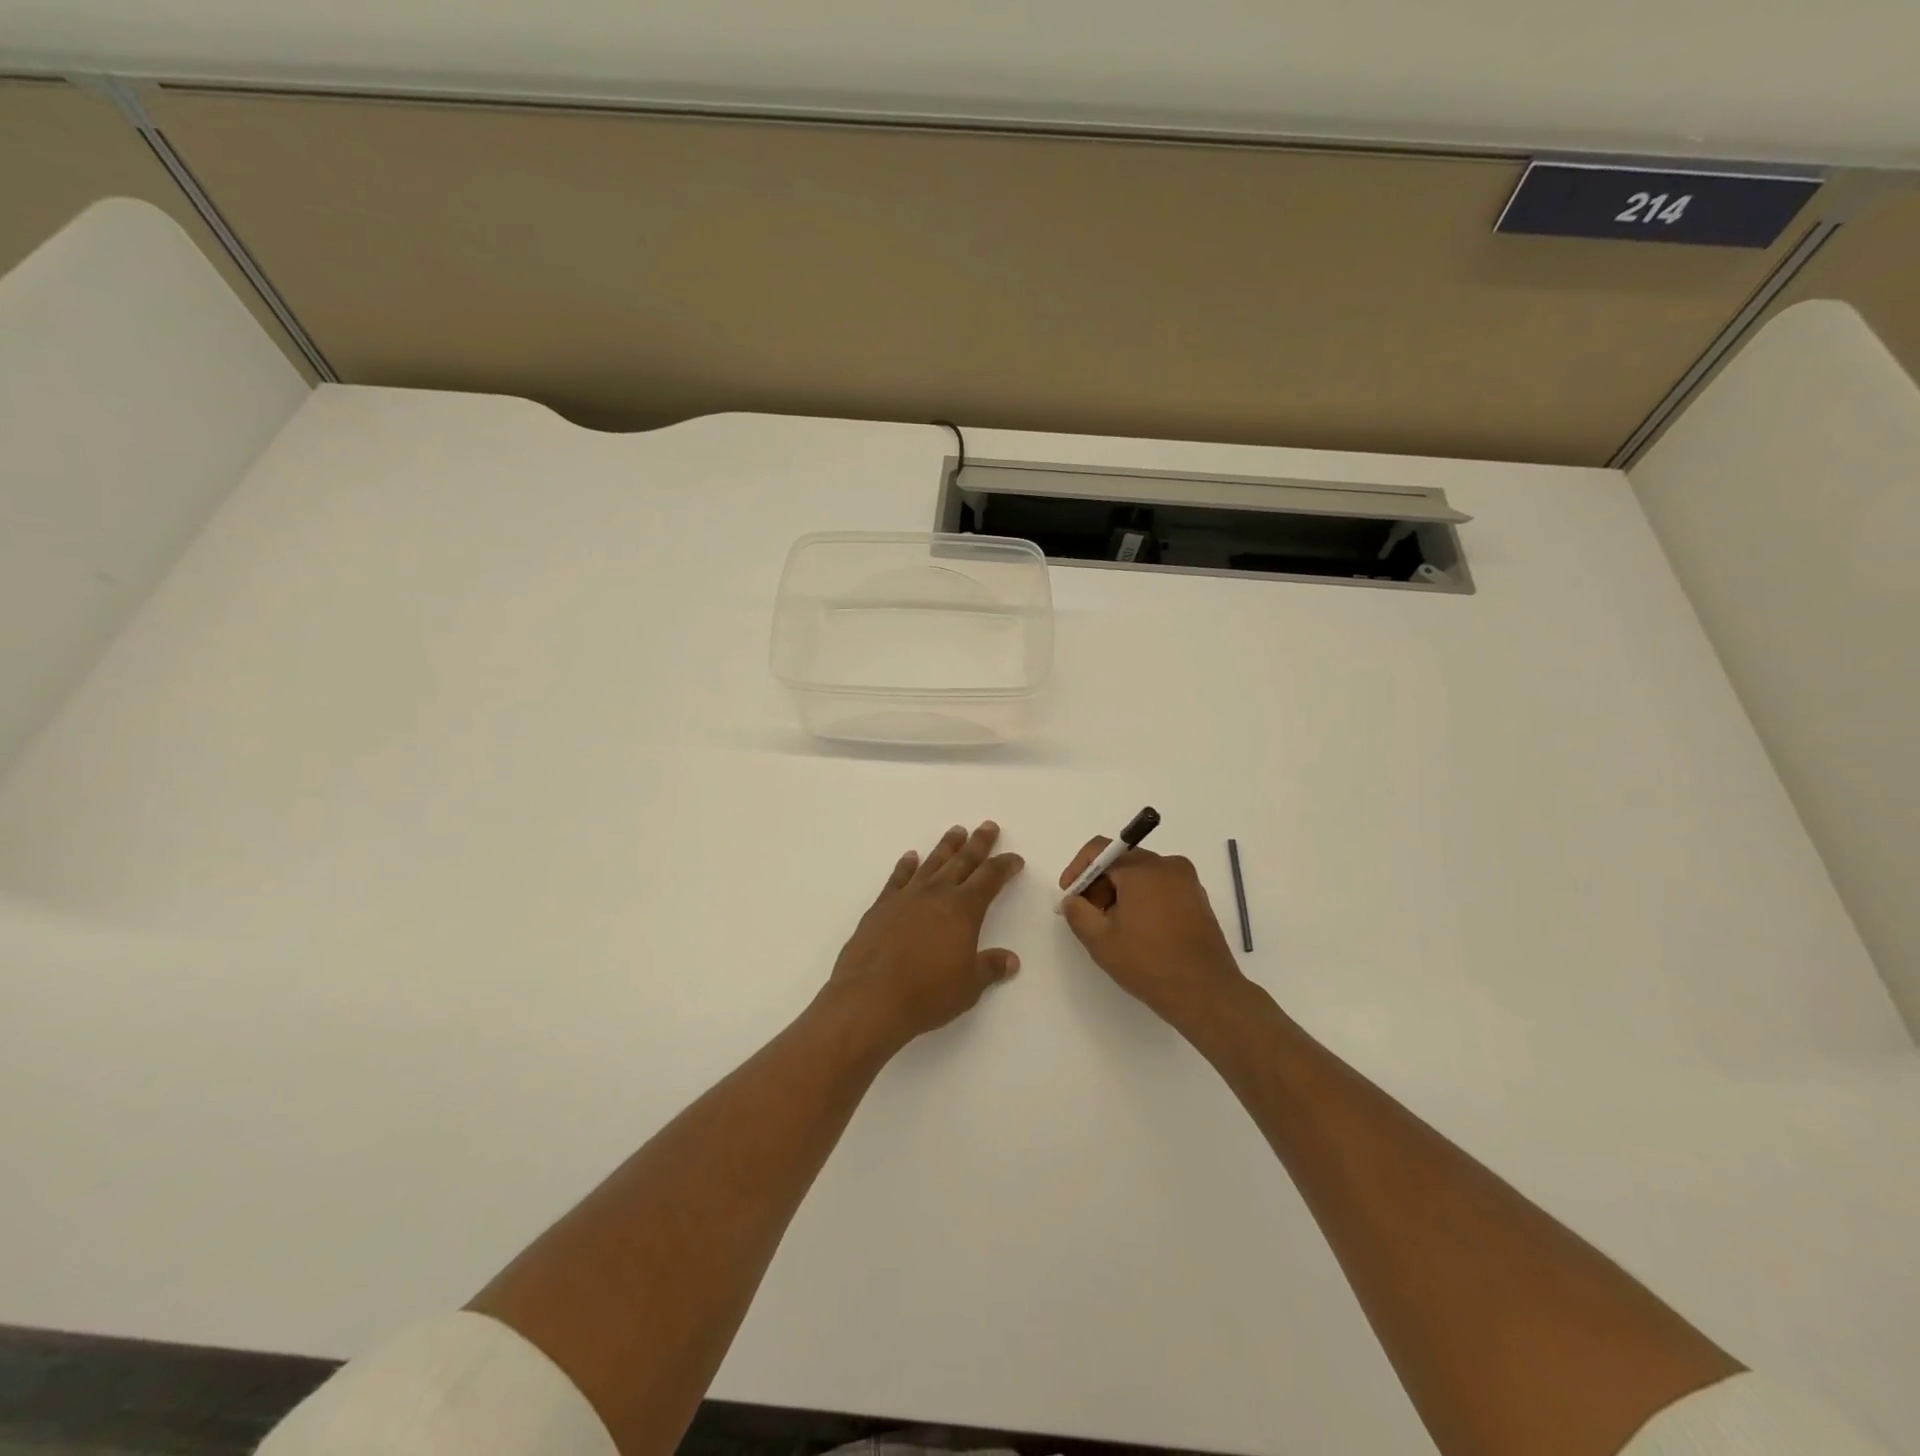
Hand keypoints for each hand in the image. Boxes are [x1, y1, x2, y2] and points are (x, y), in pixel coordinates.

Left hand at [826, 822, 1025, 1049]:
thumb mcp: (968, 986)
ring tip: (957, 831)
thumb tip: (1011, 960)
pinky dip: (906, 865)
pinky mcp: (881, 906)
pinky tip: (911, 857)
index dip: (1005, 866)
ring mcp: (906, 897)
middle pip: (962, 861)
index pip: (990, 878)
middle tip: (988, 826)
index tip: (1015, 859)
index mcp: (963, 909)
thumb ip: (990, 968)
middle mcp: (936, 894)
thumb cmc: (927, 993)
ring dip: (946, 846)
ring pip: (932, 862)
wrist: (871, 997)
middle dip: (978, 843)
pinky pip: (898, 878)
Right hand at [1059, 837, 1246, 1028]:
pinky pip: (1161, 888)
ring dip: (1120, 894)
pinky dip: (1143, 900)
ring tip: (1112, 928)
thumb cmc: (1149, 963)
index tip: (1069, 896)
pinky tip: (1137, 931)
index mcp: (1143, 868)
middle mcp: (1168, 866)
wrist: (1206, 994)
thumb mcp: (1100, 940)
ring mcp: (1187, 882)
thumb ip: (1077, 912)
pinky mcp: (1198, 900)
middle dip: (1099, 885)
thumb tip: (1073, 900)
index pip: (1100, 850)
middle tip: (1088, 915)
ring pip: (1142, 876)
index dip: (1078, 869)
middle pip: (1122, 862)